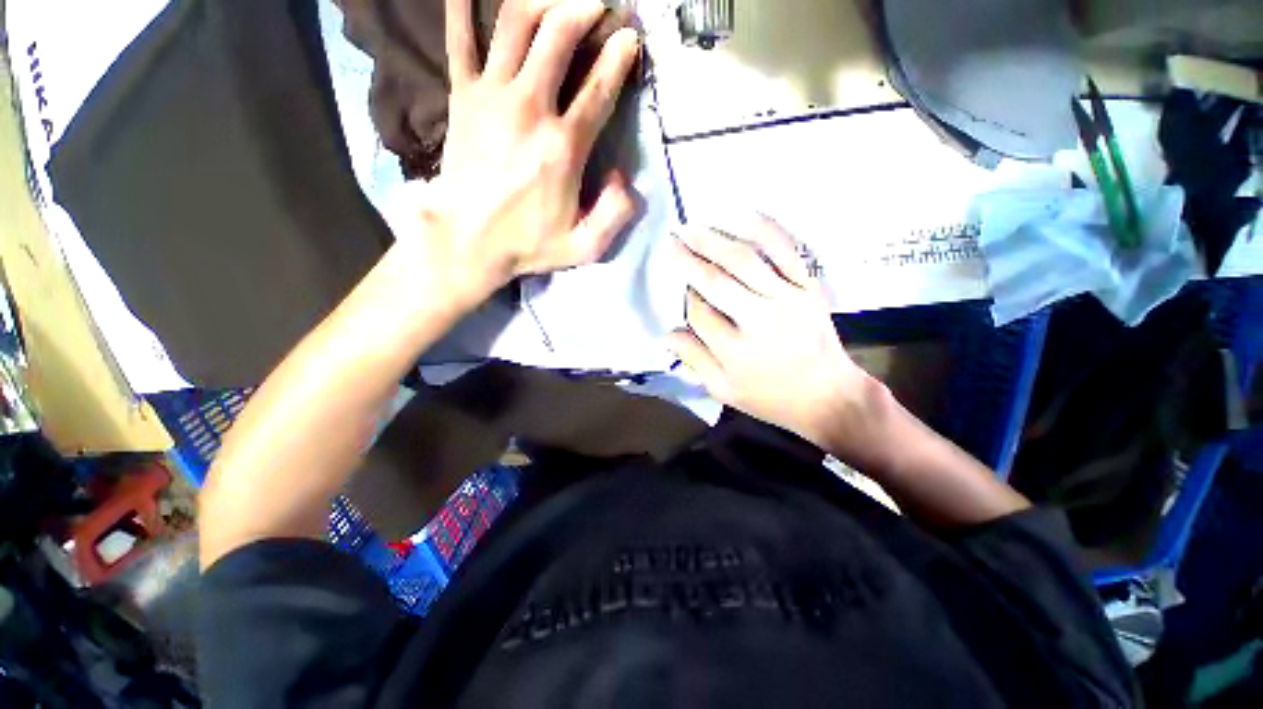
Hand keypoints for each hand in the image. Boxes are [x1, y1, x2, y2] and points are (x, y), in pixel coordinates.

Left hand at [415, 0, 641, 305]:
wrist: (467, 242)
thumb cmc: (528, 245)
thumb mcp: (584, 247)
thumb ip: (615, 216)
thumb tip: (625, 178)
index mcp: (563, 147)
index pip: (598, 88)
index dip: (619, 57)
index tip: (631, 38)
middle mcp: (529, 109)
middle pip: (558, 34)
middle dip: (584, 9)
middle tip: (600, 5)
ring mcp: (490, 96)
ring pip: (515, 22)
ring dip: (541, 0)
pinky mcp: (461, 96)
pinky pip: (459, 38)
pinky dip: (463, 6)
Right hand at [667, 219, 882, 448]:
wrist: (829, 395)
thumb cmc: (771, 397)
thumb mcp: (724, 390)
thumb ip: (694, 360)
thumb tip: (665, 335)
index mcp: (735, 350)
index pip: (699, 314)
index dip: (686, 299)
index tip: (681, 290)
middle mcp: (759, 319)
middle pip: (716, 281)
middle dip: (689, 259)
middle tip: (671, 239)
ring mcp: (787, 299)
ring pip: (745, 261)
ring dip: (715, 240)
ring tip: (694, 227)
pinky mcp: (808, 288)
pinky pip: (786, 252)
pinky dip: (765, 230)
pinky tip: (745, 215)